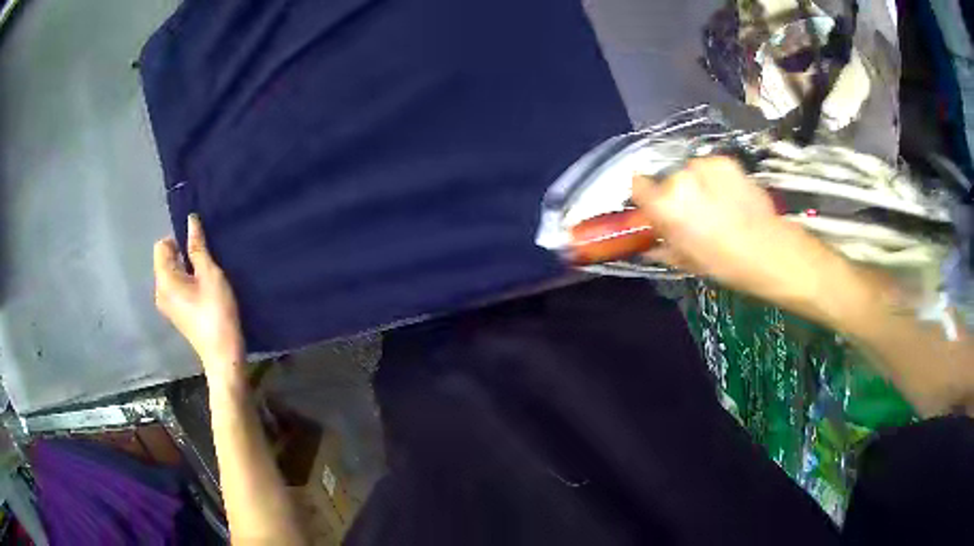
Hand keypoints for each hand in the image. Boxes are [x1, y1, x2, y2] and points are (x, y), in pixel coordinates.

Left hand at [154, 214, 244, 384]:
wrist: (222, 354)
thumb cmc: (216, 311)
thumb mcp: (210, 274)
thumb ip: (198, 247)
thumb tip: (190, 220)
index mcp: (164, 279)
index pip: (161, 246)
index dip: (178, 241)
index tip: (198, 250)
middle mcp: (159, 291)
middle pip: (165, 260)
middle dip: (182, 255)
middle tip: (205, 264)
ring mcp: (166, 305)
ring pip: (171, 274)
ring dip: (186, 270)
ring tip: (206, 279)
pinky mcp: (175, 314)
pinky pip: (175, 288)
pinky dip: (186, 283)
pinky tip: (203, 293)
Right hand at [632, 156, 820, 298]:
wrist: (767, 248)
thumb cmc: (723, 262)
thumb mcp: (685, 260)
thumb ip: (662, 245)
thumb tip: (650, 242)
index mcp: (664, 205)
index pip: (637, 185)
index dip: (645, 196)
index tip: (654, 207)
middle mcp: (679, 178)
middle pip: (668, 180)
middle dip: (677, 194)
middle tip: (693, 214)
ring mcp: (704, 166)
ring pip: (691, 172)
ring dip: (697, 185)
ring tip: (716, 205)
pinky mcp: (725, 161)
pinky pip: (711, 168)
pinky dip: (715, 179)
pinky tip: (729, 196)